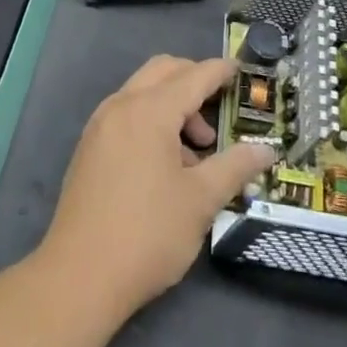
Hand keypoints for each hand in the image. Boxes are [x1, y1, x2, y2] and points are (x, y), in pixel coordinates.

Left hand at [41, 55, 276, 317]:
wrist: (79, 276)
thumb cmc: (148, 233)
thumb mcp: (201, 201)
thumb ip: (235, 167)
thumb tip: (267, 150)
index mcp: (149, 111)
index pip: (193, 76)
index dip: (220, 71)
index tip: (241, 70)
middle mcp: (121, 106)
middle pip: (163, 71)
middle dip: (194, 81)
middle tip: (219, 111)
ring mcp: (100, 125)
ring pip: (143, 92)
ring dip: (173, 105)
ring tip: (197, 154)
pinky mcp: (90, 147)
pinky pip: (127, 114)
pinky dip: (152, 121)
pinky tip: (166, 164)